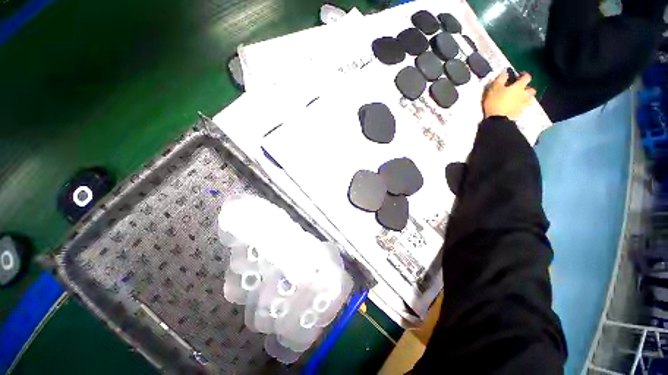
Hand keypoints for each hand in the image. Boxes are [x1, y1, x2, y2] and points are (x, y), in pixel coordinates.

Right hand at [482, 71, 536, 119]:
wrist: (497, 119)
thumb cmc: (495, 101)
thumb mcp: (494, 88)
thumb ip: (501, 79)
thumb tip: (505, 72)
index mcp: (519, 86)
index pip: (526, 77)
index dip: (524, 75)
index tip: (519, 76)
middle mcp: (524, 94)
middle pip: (531, 89)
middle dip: (527, 88)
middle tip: (520, 90)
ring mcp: (523, 104)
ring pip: (530, 99)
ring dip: (526, 98)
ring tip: (520, 99)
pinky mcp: (520, 113)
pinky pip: (524, 108)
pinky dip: (522, 106)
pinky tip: (517, 107)